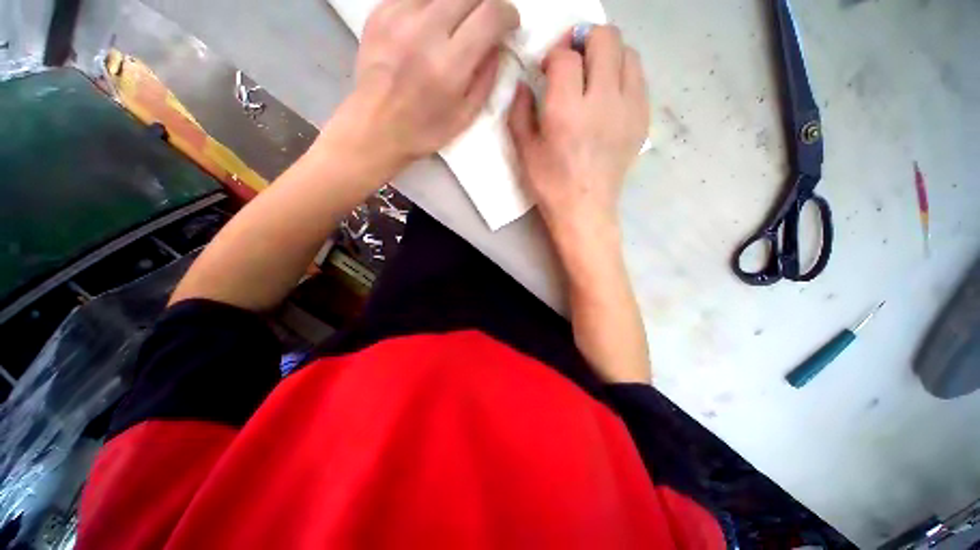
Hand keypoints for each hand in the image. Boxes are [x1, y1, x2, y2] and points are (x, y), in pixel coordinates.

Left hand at [344, 0, 519, 166]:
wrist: (376, 126)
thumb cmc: (424, 130)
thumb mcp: (465, 116)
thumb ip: (486, 78)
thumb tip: (497, 46)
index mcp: (449, 65)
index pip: (490, 14)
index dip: (508, 13)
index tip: (510, 24)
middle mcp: (425, 31)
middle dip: (486, 4)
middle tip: (486, 22)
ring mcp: (399, 15)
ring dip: (459, 4)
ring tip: (457, 25)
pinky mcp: (380, 11)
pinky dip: (432, 5)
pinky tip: (431, 25)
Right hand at [508, 26, 648, 252]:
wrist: (585, 210)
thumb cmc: (551, 185)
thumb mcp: (525, 152)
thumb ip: (519, 111)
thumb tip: (524, 83)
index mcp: (567, 111)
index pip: (566, 56)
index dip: (553, 55)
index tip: (545, 70)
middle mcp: (602, 101)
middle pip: (605, 38)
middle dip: (583, 40)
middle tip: (571, 61)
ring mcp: (629, 108)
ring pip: (628, 52)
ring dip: (607, 54)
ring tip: (592, 75)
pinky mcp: (642, 119)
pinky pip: (639, 77)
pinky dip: (622, 73)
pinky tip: (608, 94)